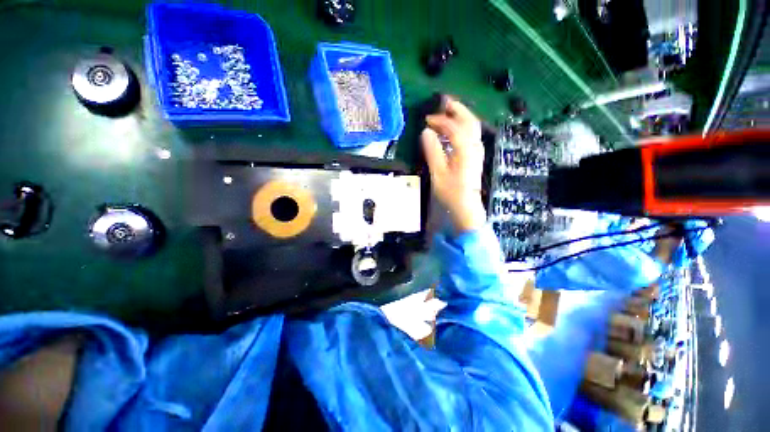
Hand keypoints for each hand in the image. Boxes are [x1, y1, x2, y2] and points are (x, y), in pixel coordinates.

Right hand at [422, 97, 485, 233]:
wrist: (466, 207)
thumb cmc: (451, 192)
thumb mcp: (438, 173)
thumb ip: (432, 151)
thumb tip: (426, 132)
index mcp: (465, 149)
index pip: (453, 127)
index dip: (440, 120)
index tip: (426, 119)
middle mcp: (474, 146)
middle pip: (469, 121)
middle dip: (456, 109)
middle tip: (443, 102)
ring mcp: (477, 151)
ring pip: (472, 127)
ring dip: (461, 116)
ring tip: (448, 111)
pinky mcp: (475, 156)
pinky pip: (471, 134)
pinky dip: (463, 126)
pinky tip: (454, 130)